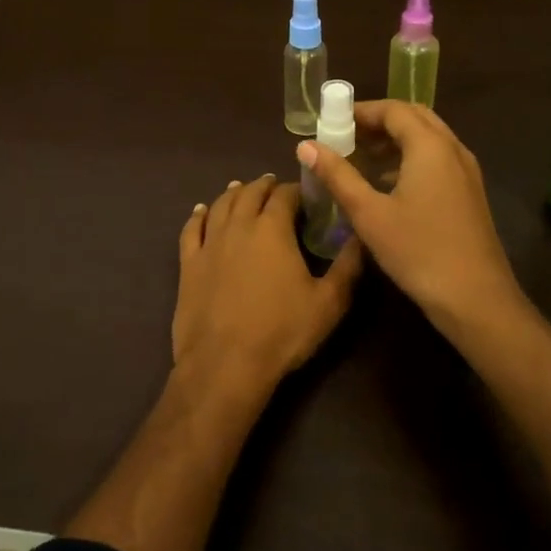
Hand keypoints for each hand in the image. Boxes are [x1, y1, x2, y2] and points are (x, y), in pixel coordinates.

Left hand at [174, 175, 362, 396]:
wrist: (225, 364)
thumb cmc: (282, 332)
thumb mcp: (329, 303)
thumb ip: (348, 266)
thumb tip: (361, 235)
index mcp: (272, 228)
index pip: (286, 195)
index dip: (297, 190)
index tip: (307, 194)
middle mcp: (239, 225)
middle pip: (251, 193)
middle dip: (265, 186)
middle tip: (275, 186)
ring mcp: (210, 243)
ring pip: (220, 205)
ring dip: (233, 193)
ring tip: (241, 188)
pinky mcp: (189, 263)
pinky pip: (191, 229)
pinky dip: (198, 215)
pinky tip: (200, 211)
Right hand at [296, 101, 524, 334]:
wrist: (476, 300)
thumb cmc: (419, 252)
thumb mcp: (369, 214)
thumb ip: (337, 175)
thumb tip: (305, 146)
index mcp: (430, 147)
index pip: (394, 109)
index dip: (361, 111)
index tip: (331, 121)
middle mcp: (453, 150)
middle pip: (414, 117)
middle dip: (379, 121)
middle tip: (346, 136)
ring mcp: (466, 172)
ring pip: (428, 139)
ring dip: (395, 140)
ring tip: (361, 157)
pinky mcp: (470, 193)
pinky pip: (438, 159)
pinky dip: (411, 158)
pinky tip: (387, 185)